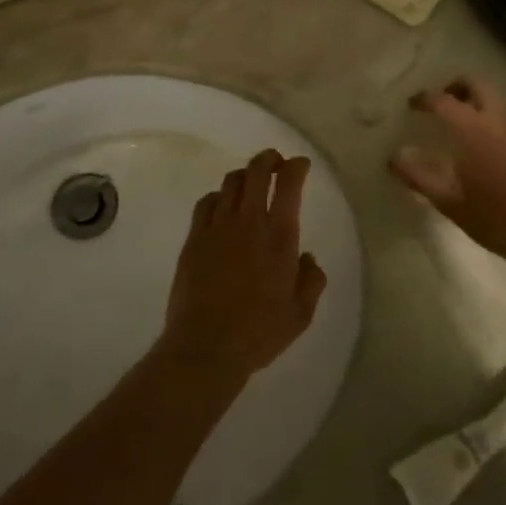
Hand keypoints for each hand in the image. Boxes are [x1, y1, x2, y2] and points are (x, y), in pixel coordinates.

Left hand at [163, 150, 326, 383]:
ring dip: (244, 175)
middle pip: (256, 171)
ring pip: (230, 182)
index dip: (296, 167)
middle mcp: (248, 222)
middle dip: (268, 159)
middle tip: (276, 162)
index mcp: (279, 236)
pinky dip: (218, 197)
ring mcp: (217, 227)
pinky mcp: (194, 238)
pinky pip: (206, 203)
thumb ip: (311, 280)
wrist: (206, 345)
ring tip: (250, 182)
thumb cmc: (259, 332)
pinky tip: (221, 206)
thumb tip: (307, 258)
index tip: (300, 166)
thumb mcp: (301, 313)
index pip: (288, 184)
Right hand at [390, 78, 505, 263]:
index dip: (423, 99)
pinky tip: (491, 146)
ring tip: (464, 126)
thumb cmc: (495, 219)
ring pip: (498, 99)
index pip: (442, 100)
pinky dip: (496, 119)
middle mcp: (501, 118)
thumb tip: (394, 157)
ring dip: (478, 102)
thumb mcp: (448, 201)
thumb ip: (417, 175)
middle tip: (441, 104)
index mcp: (473, 129)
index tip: (412, 105)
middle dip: (455, 87)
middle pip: (476, 84)